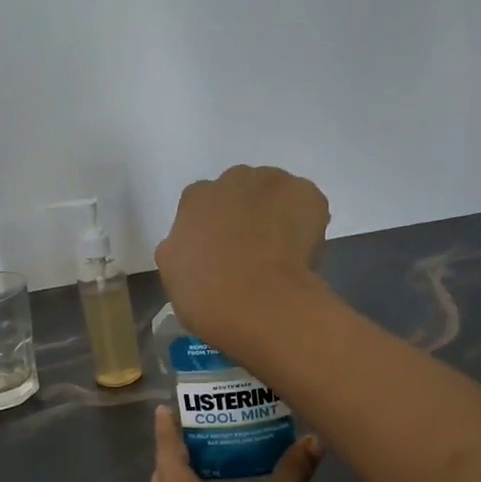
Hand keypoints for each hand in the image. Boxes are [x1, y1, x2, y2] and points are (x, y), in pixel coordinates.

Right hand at [154, 166, 329, 358]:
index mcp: (195, 198)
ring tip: (281, 253)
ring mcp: (273, 183)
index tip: (221, 253)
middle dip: (246, 214)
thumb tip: (192, 248)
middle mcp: (232, 179)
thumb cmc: (206, 294)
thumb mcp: (173, 274)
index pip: (204, 205)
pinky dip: (307, 223)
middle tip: (252, 252)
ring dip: (277, 214)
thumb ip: (180, 249)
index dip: (214, 229)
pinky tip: (302, 253)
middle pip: (241, 192)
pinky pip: (307, 206)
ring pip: (276, 195)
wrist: (257, 302)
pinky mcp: (307, 194)